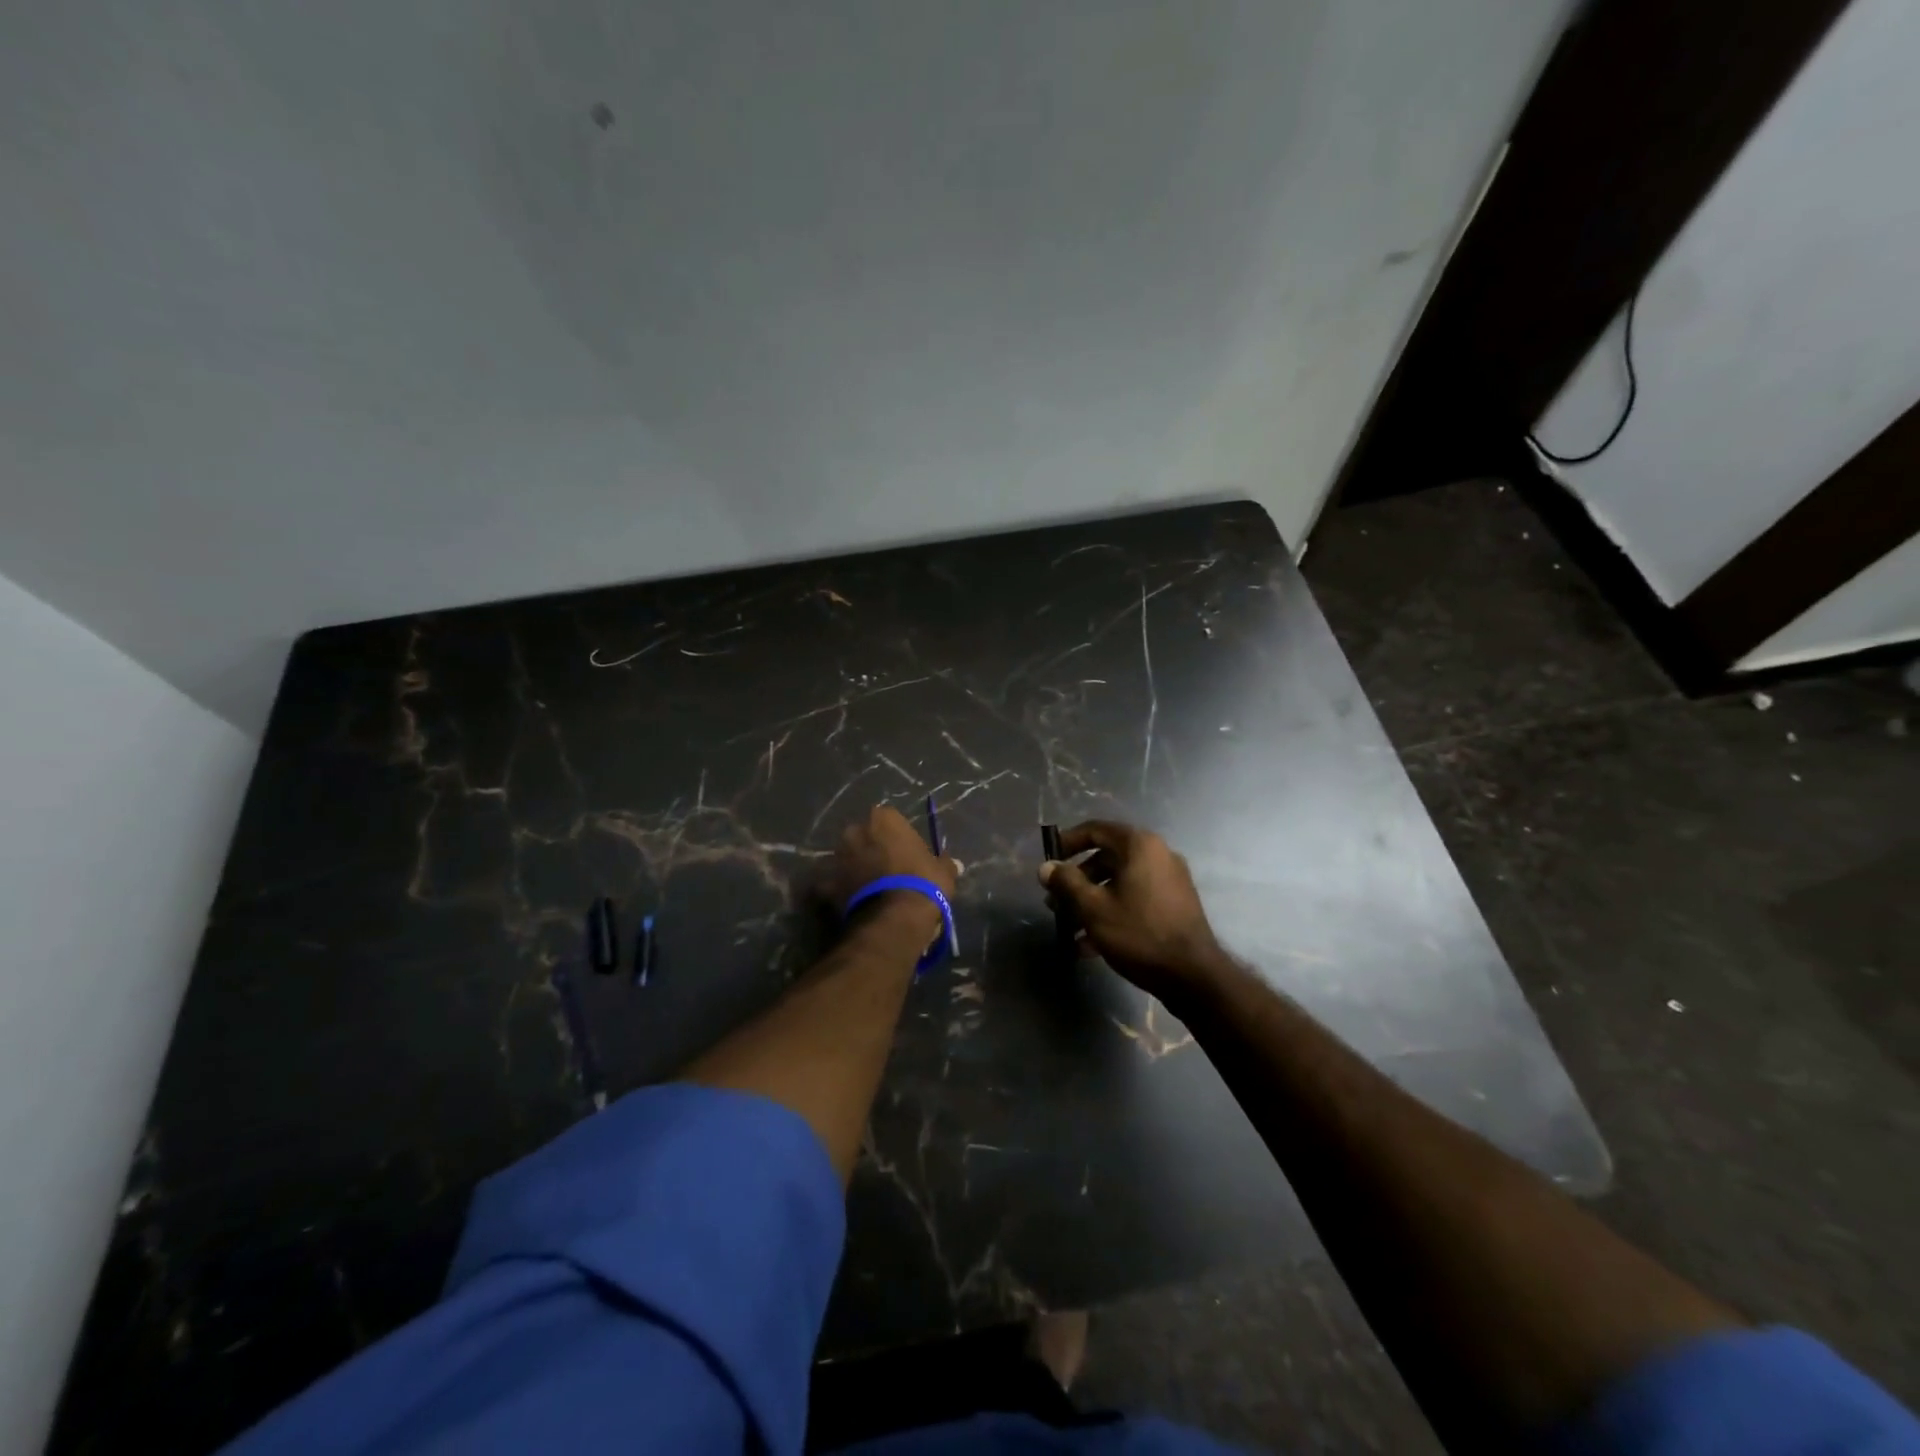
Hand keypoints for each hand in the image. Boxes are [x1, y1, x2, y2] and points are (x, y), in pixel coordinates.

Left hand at [825, 805, 957, 930]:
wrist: (895, 919)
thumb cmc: (923, 883)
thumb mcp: (943, 871)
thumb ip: (944, 863)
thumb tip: (954, 864)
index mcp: (883, 819)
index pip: (888, 819)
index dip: (896, 836)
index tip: (905, 852)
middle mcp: (855, 831)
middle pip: (863, 836)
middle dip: (871, 849)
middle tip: (886, 870)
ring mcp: (837, 857)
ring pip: (846, 859)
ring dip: (854, 869)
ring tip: (869, 890)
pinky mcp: (825, 884)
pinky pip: (831, 885)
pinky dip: (838, 892)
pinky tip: (851, 904)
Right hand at [1038, 820, 1224, 1001]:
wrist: (1194, 976)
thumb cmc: (1139, 934)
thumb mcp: (1093, 908)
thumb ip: (1066, 883)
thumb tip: (1046, 868)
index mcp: (1139, 845)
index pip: (1095, 830)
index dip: (1067, 842)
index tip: (1049, 861)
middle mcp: (1157, 854)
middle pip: (1106, 858)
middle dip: (1076, 881)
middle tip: (1055, 903)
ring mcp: (1169, 880)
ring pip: (1119, 882)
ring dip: (1091, 901)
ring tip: (1069, 929)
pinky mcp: (1174, 904)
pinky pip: (1135, 898)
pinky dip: (1112, 912)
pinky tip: (1091, 944)